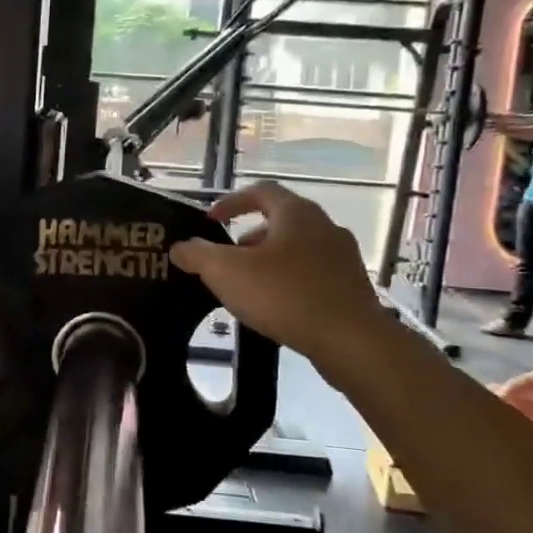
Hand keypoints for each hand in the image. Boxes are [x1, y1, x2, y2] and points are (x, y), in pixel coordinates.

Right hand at [168, 182, 380, 363]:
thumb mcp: (227, 272)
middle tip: (229, 255)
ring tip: (250, 283)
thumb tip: (180, 247)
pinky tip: (277, 305)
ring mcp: (343, 257)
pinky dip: (290, 280)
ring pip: (299, 248)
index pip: (261, 191)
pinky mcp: (352, 287)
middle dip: (250, 235)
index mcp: (296, 213)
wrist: (351, 341)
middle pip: (281, 220)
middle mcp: (324, 226)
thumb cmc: (285, 295)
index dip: (232, 202)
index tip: (211, 219)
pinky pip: (314, 273)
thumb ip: (198, 255)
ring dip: (271, 259)